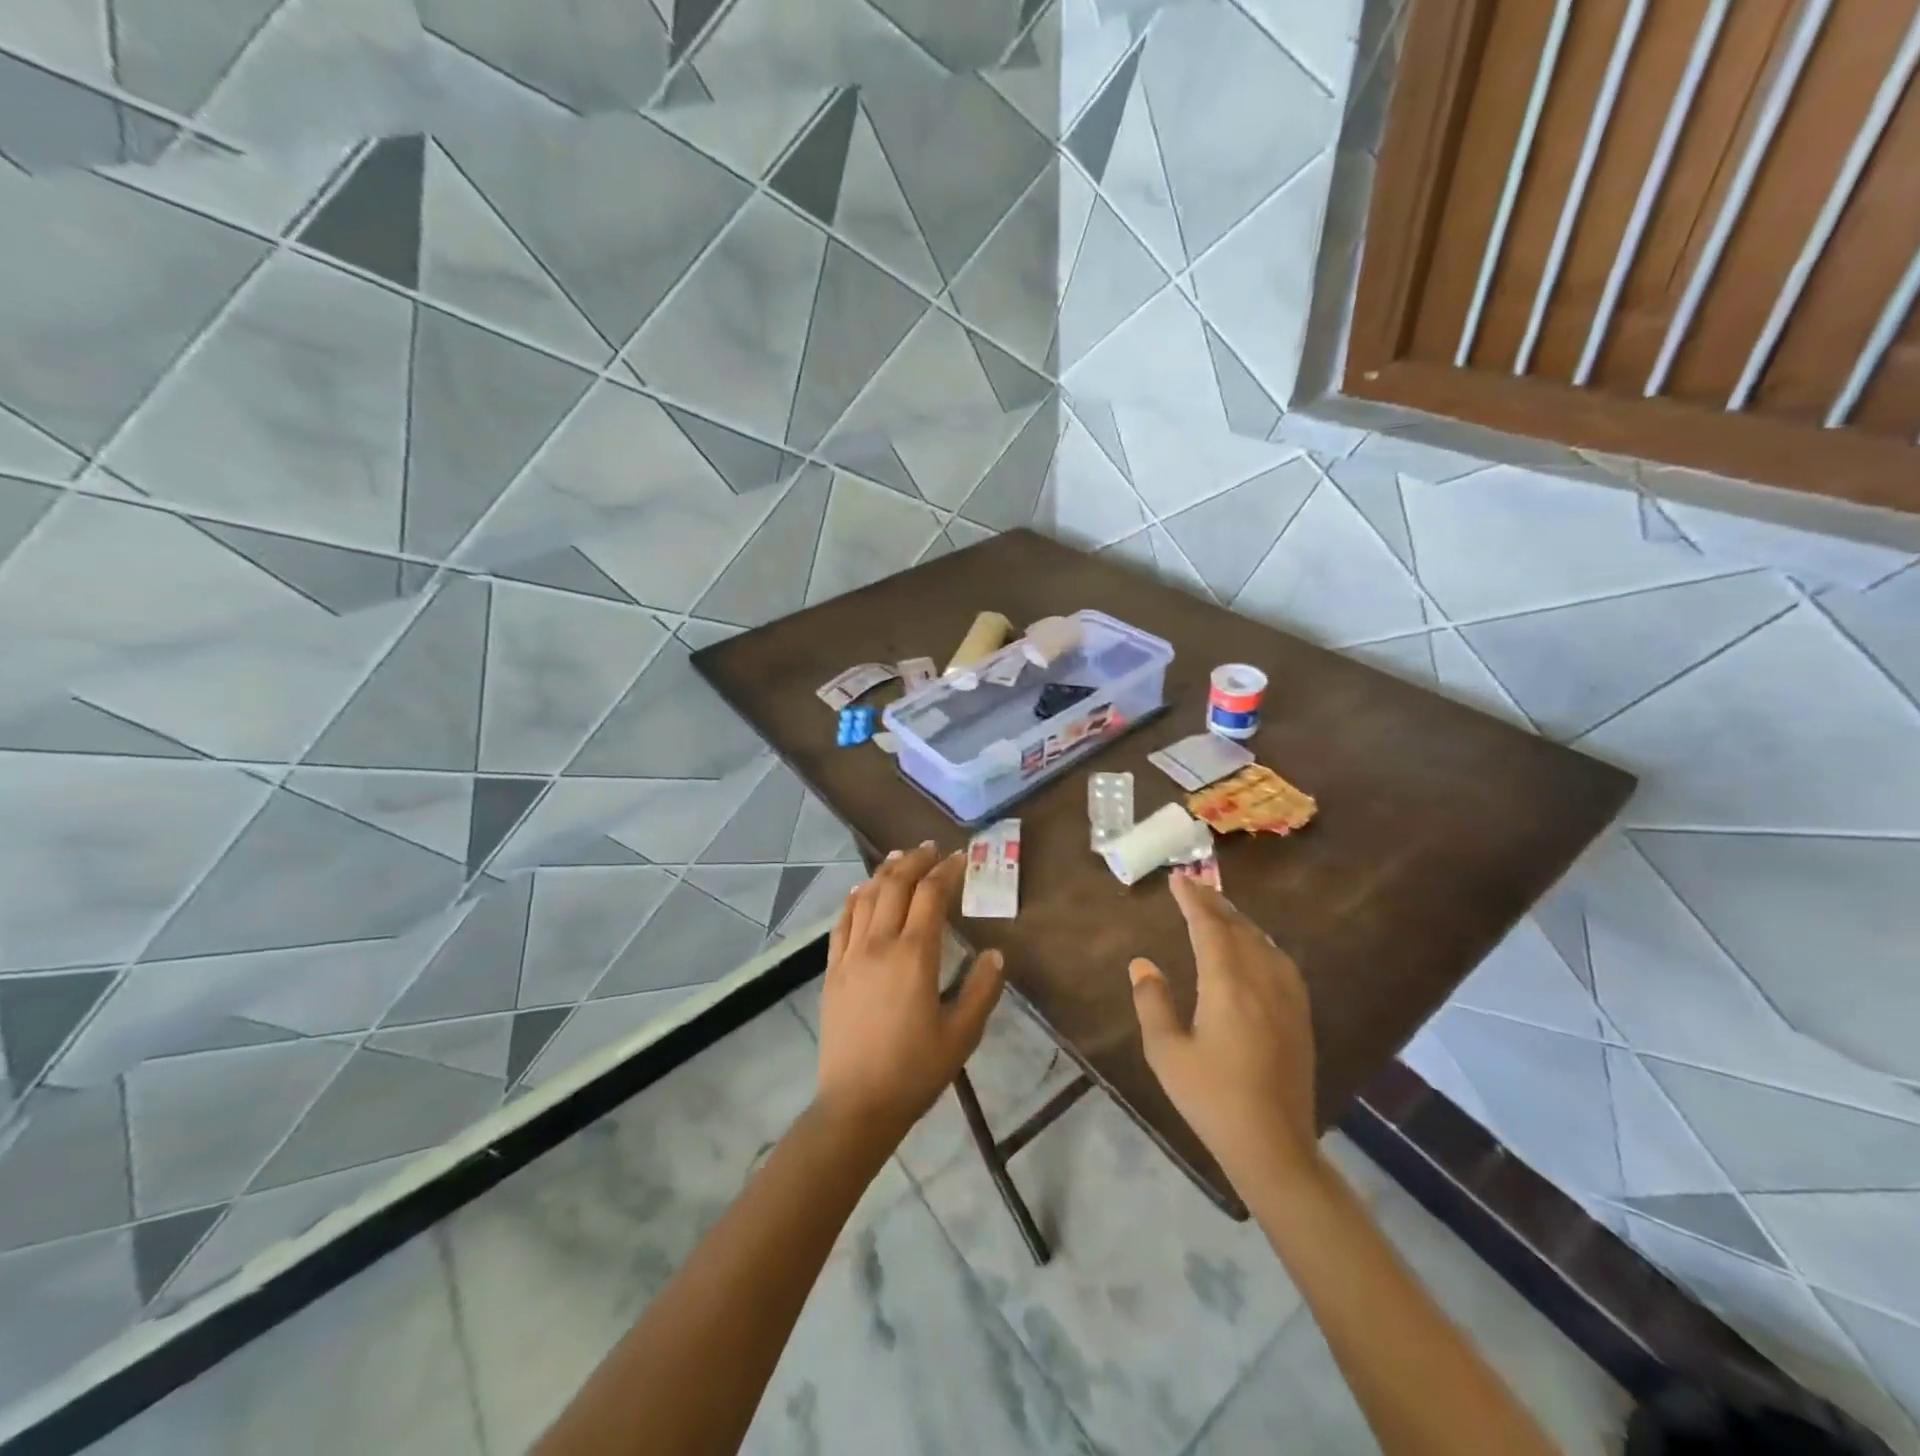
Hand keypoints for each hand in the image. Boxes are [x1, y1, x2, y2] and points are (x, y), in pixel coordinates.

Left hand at [815, 842, 1006, 1141]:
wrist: (856, 1105)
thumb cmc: (915, 1071)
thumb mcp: (962, 1034)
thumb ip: (982, 990)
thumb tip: (996, 954)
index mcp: (914, 955)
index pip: (931, 895)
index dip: (947, 871)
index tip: (960, 858)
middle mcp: (879, 944)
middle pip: (895, 885)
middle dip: (915, 861)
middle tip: (931, 849)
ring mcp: (850, 955)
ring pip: (866, 897)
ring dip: (884, 872)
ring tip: (899, 858)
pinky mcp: (832, 971)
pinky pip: (842, 922)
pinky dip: (854, 898)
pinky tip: (861, 891)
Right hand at [1129, 876, 1319, 1189]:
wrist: (1274, 1145)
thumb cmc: (1211, 1098)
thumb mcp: (1166, 1052)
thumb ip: (1152, 1002)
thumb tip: (1142, 963)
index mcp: (1227, 985)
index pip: (1209, 927)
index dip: (1192, 900)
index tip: (1177, 880)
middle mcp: (1261, 981)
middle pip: (1238, 928)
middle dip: (1214, 902)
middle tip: (1193, 884)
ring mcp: (1286, 997)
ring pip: (1262, 941)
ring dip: (1238, 919)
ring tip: (1218, 908)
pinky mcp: (1299, 1015)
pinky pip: (1279, 960)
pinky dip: (1260, 941)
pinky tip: (1254, 947)